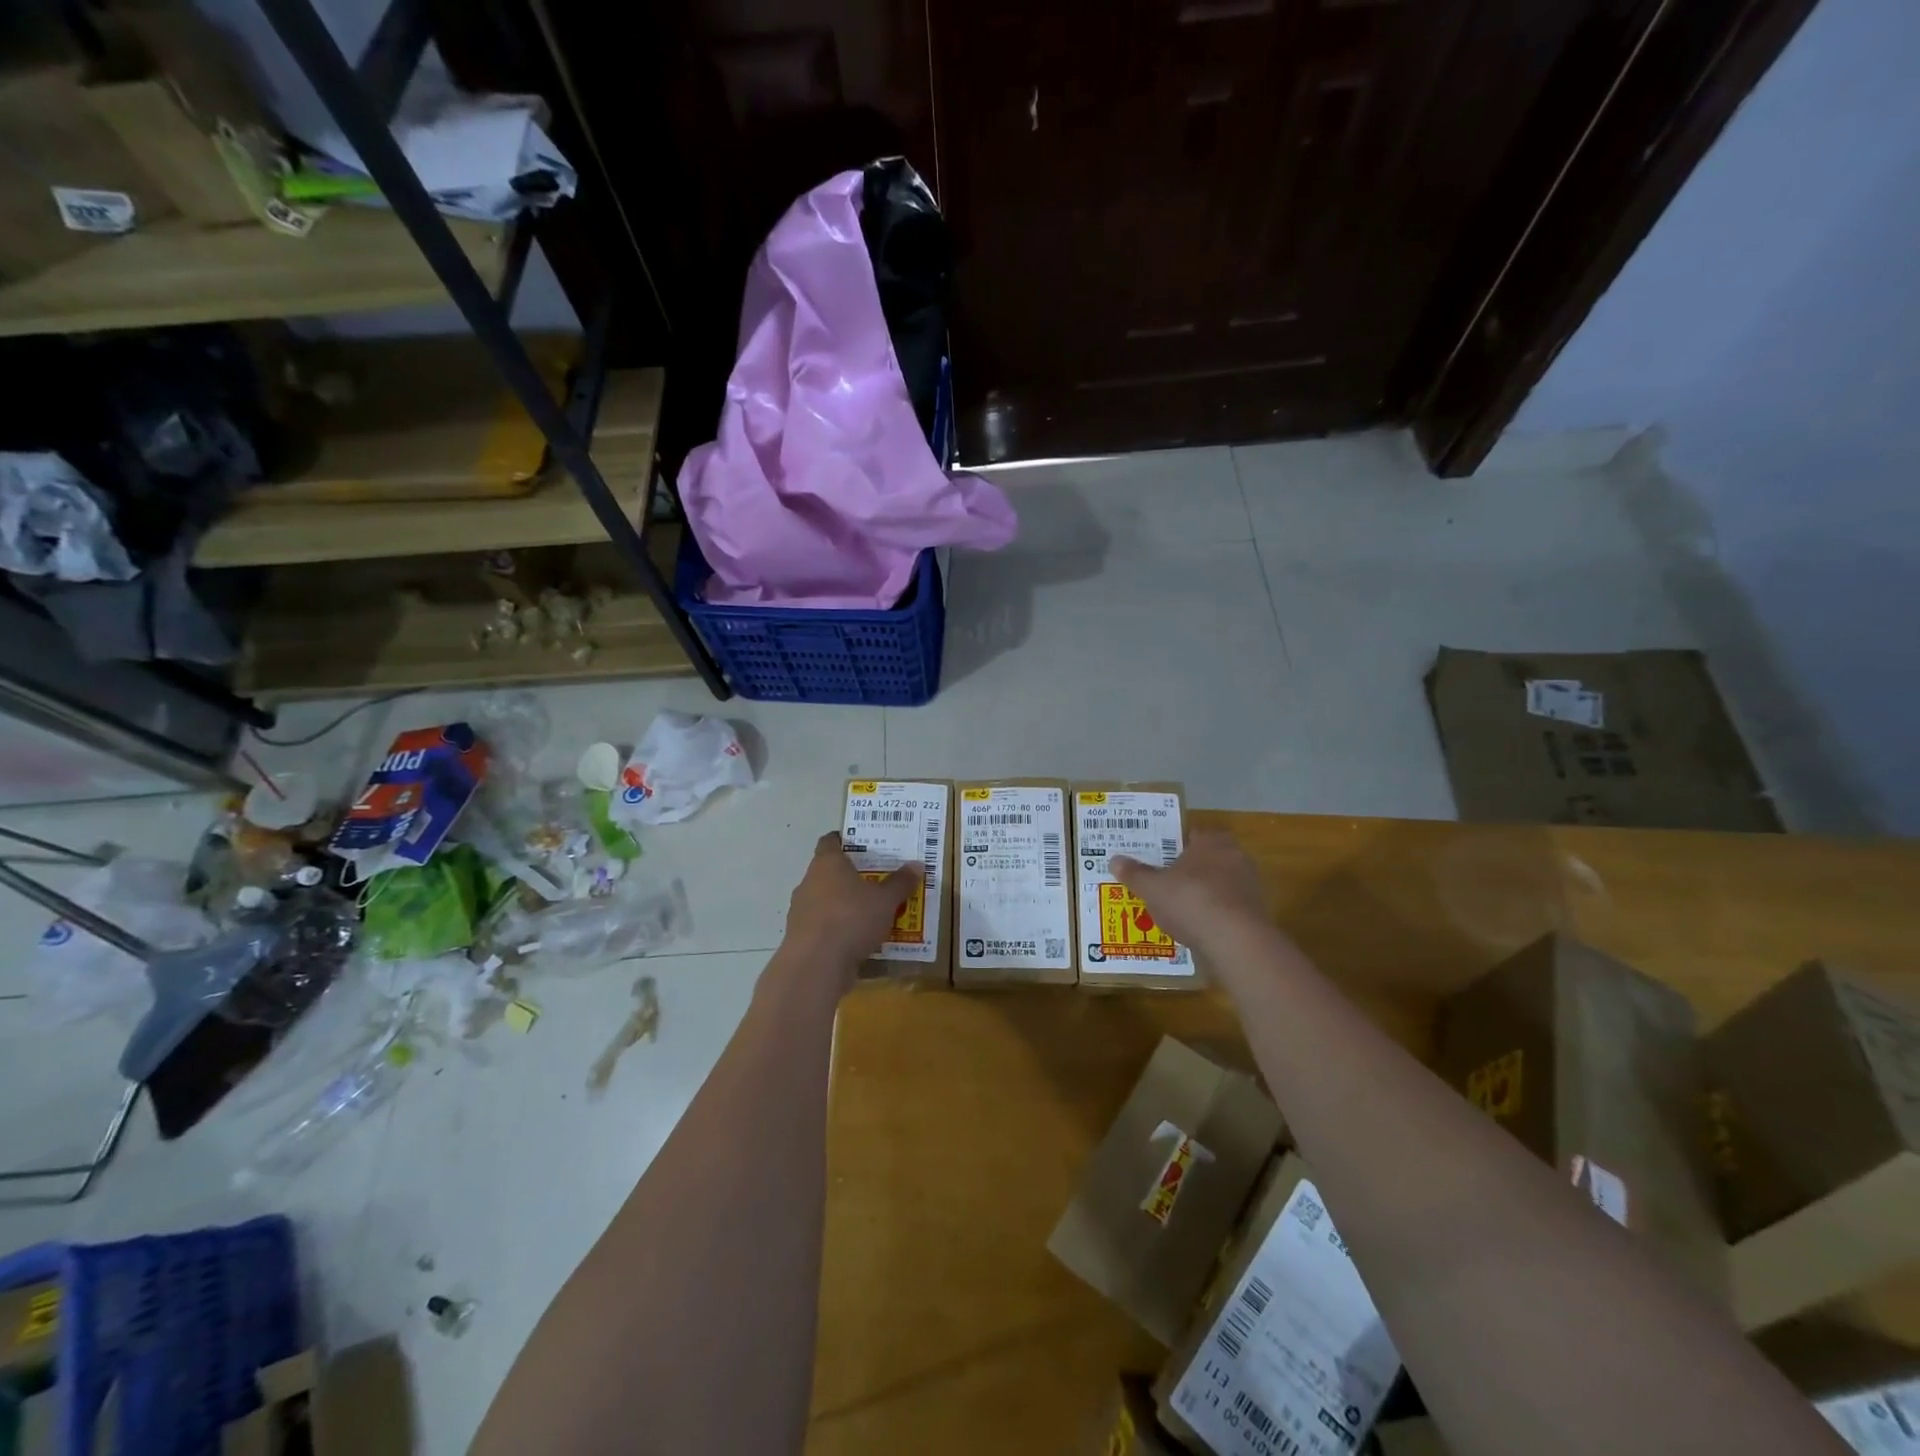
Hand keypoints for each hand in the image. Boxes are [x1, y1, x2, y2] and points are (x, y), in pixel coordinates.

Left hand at [783, 831, 922, 973]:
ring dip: (843, 906)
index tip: (863, 846)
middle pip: (828, 873)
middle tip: (876, 882)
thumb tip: (916, 865)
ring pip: (824, 901)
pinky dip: (837, 931)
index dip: (844, 841)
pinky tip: (857, 941)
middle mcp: (809, 882)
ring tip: (870, 915)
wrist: (816, 965)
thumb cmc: (852, 919)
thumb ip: (900, 883)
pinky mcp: (800, 938)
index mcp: (827, 864)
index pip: (830, 841)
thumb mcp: (886, 900)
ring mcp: (800, 911)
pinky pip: (822, 927)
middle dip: (850, 878)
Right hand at [1112, 829, 1267, 951]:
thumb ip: (1134, 873)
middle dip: (1187, 870)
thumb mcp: (1152, 887)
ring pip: (1219, 884)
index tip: (1157, 856)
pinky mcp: (1257, 913)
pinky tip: (1197, 928)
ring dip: (1202, 894)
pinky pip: (1228, 908)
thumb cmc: (1190, 901)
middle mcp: (1235, 856)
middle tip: (1164, 883)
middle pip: (1206, 859)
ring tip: (1177, 909)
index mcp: (1211, 841)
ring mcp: (1250, 885)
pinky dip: (1214, 915)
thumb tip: (1115, 860)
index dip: (1172, 844)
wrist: (1236, 941)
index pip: (1191, 834)